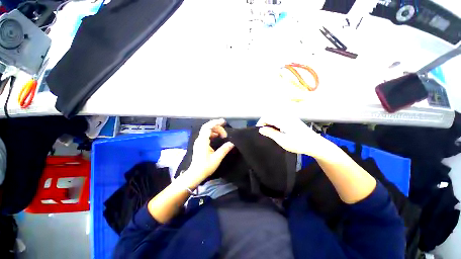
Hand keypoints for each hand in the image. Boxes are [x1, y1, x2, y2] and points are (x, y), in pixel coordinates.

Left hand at [185, 119, 233, 187]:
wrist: (195, 174)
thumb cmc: (205, 166)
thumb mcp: (217, 158)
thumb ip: (224, 149)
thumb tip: (232, 143)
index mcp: (203, 141)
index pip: (208, 127)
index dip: (216, 123)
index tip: (224, 122)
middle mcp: (199, 139)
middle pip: (207, 127)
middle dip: (217, 127)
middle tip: (225, 133)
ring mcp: (199, 141)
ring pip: (207, 131)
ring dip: (215, 131)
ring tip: (223, 135)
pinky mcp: (200, 144)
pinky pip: (206, 135)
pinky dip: (213, 134)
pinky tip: (217, 137)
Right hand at [257, 116, 328, 157]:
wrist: (315, 144)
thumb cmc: (298, 143)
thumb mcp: (282, 140)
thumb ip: (270, 133)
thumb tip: (261, 129)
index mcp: (283, 120)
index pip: (267, 117)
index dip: (260, 123)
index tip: (258, 131)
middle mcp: (286, 116)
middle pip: (270, 115)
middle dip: (264, 123)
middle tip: (263, 132)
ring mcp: (290, 117)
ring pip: (275, 117)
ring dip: (270, 123)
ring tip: (268, 132)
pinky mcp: (292, 120)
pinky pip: (280, 118)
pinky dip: (275, 123)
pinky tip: (276, 130)